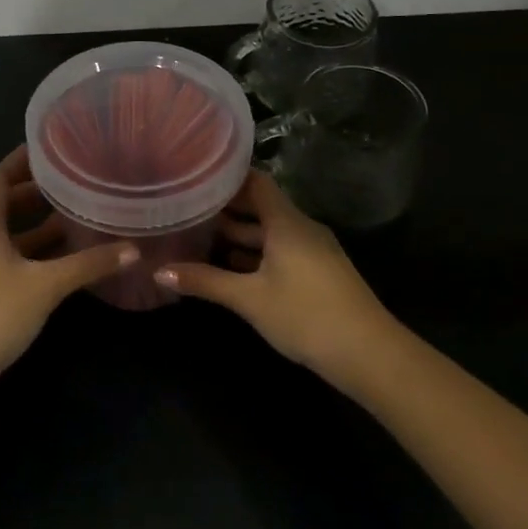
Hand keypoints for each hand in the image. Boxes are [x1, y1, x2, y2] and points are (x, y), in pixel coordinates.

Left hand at [0, 147, 137, 400]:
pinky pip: (4, 261)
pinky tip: (57, 264)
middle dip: (32, 194)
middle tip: (69, 183)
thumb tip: (133, 248)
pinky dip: (29, 255)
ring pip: (4, 237)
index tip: (49, 149)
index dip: (20, 161)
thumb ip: (88, 264)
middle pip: (0, 206)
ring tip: (71, 219)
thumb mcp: (45, 286)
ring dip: (33, 228)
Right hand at [154, 170, 396, 384]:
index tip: (196, 175)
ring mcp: (313, 251)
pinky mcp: (319, 272)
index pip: (256, 182)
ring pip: (270, 232)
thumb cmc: (305, 315)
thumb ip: (205, 282)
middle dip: (226, 208)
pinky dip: (256, 253)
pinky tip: (231, 268)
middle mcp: (301, 228)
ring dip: (240, 235)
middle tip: (188, 207)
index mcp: (286, 222)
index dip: (227, 177)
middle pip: (261, 207)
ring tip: (200, 236)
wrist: (369, 353)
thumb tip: (158, 272)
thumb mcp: (249, 298)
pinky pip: (281, 250)